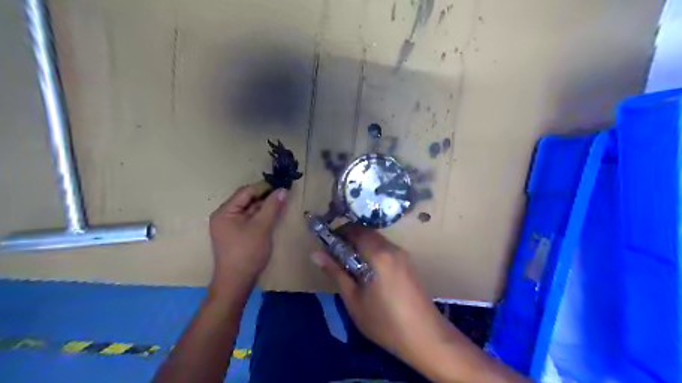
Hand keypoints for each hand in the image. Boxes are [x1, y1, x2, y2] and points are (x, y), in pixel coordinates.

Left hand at [213, 186, 288, 294]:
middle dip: (266, 197)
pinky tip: (274, 216)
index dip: (264, 188)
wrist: (237, 283)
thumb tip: (283, 190)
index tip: (282, 186)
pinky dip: (262, 217)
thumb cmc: (247, 253)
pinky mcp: (237, 235)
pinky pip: (250, 220)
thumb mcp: (261, 227)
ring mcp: (230, 226)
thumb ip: (272, 207)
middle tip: (285, 195)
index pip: (246, 192)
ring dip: (265, 207)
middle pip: (247, 200)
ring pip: (250, 210)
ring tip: (283, 204)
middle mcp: (225, 216)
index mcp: (225, 212)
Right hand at [312, 225, 451, 367]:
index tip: (327, 244)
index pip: (355, 230)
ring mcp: (403, 255)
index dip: (338, 233)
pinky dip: (373, 252)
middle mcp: (392, 248)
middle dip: (349, 239)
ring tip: (349, 265)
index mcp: (378, 254)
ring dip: (361, 245)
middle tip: (336, 255)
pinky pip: (386, 249)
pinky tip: (368, 271)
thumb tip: (316, 253)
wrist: (426, 337)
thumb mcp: (354, 299)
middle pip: (367, 233)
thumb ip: (336, 272)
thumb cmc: (384, 322)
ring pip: (377, 241)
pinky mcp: (408, 263)